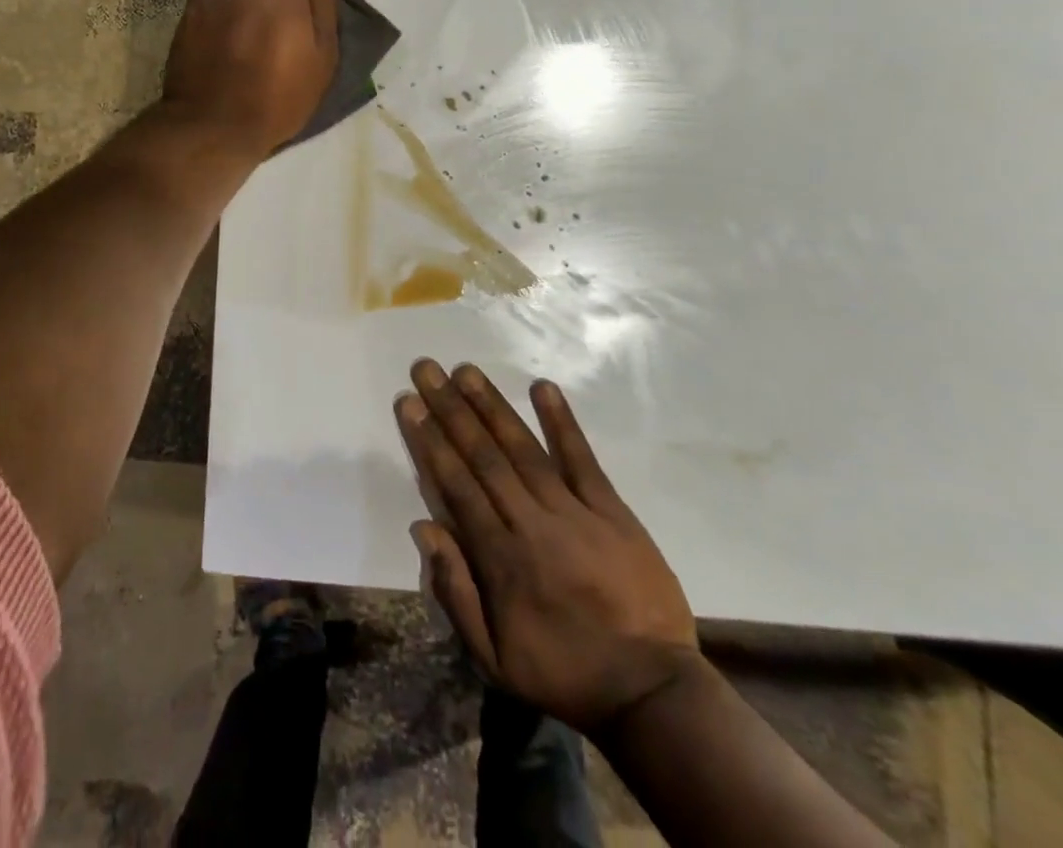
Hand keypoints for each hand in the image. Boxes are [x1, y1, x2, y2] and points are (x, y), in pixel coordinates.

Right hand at [396, 359, 699, 732]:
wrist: (652, 692)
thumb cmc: (563, 673)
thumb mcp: (494, 658)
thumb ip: (456, 592)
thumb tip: (423, 528)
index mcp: (500, 559)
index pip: (456, 485)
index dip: (430, 441)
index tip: (410, 403)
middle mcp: (531, 525)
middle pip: (484, 457)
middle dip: (452, 410)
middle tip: (428, 369)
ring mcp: (574, 513)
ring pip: (524, 449)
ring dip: (492, 406)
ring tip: (467, 371)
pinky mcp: (612, 511)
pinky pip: (582, 459)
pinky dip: (561, 422)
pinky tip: (542, 387)